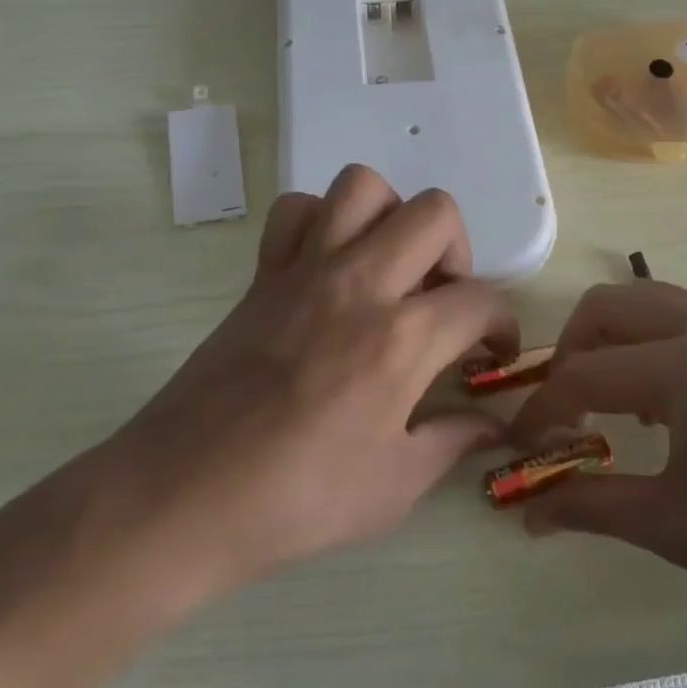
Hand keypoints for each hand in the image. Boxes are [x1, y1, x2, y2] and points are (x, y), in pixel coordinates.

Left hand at [103, 165, 516, 597]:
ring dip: (390, 217)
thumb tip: (490, 424)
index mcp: (401, 339)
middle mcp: (360, 284)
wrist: (184, 495)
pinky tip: (326, 265)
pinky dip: (320, 221)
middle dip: (456, 251)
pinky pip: (296, 209)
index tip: (491, 353)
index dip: (502, 324)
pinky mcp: (264, 272)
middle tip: (440, 300)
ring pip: (363, 186)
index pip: (481, 299)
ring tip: (388, 267)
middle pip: (435, 213)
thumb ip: (451, 443)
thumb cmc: (296, 501)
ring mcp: (306, 269)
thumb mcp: (393, 489)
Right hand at [509, 280, 686, 635]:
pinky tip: (662, 399)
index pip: (586, 374)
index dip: (543, 409)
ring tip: (608, 400)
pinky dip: (649, 340)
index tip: (521, 441)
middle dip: (569, 351)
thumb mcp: (680, 528)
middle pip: (606, 307)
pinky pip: (683, 315)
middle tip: (564, 407)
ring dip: (610, 339)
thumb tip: (528, 510)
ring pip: (645, 300)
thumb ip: (594, 507)